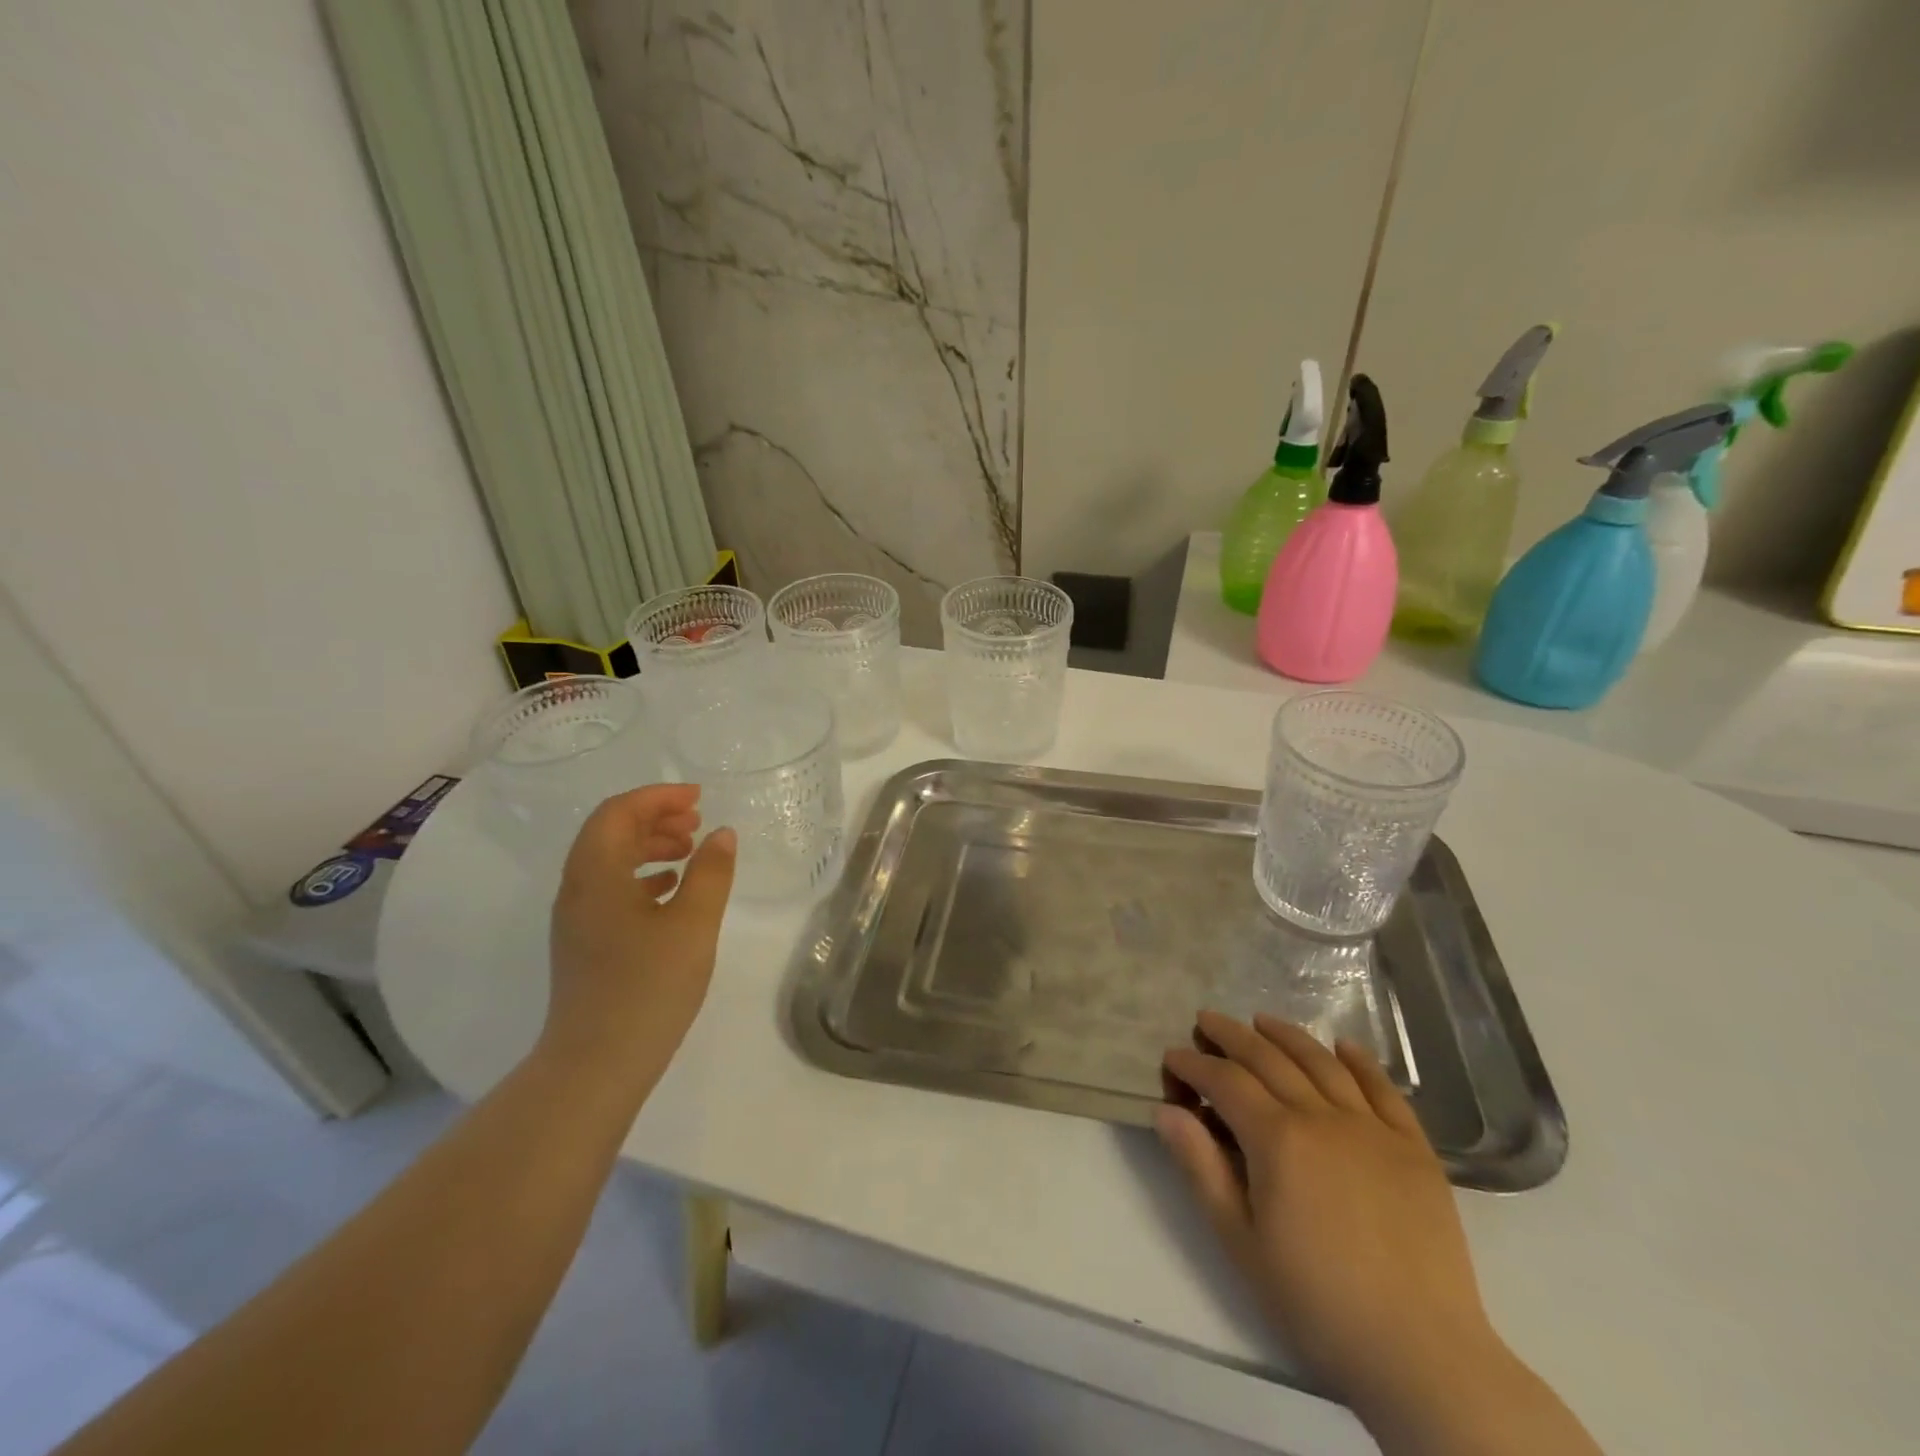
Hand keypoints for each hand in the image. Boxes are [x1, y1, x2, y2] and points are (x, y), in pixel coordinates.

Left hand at [543, 785, 735, 1097]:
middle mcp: (577, 889)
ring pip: (610, 861)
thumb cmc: (647, 987)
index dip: (658, 797)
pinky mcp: (585, 944)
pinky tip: (672, 889)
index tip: (699, 798)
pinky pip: (611, 890)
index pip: (618, 813)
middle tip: (698, 822)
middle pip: (610, 832)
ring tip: (691, 850)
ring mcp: (577, 919)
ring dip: (649, 845)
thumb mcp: (693, 924)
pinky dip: (642, 876)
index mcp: (596, 874)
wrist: (596, 1065)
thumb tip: (722, 835)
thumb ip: (711, 873)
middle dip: (654, 817)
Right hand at [1159, 1011, 1497, 1415]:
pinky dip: (1360, 1061)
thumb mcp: (1241, 1241)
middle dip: (1232, 1035)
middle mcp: (1322, 1117)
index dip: (1194, 1063)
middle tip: (1206, 1020)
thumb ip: (1201, 1168)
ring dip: (1287, 1035)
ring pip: (1322, 1062)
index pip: (1226, 1081)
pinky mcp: (1414, 1148)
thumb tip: (1166, 1110)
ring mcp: (1373, 1129)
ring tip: (1261, 1020)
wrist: (1422, 1354)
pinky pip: (1384, 1089)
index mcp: (1278, 1139)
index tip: (1173, 1055)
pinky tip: (1343, 1046)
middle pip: (1269, 1059)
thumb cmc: (1317, 1301)